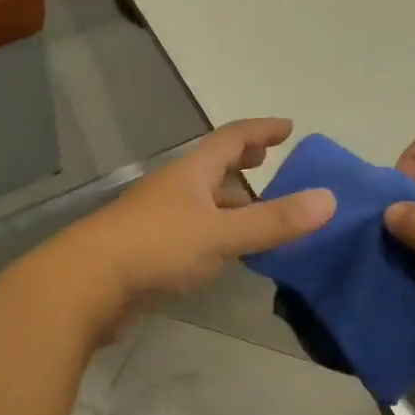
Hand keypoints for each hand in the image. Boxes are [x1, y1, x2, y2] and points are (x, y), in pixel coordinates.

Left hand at [63, 119, 334, 321]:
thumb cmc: (155, 248)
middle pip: (212, 166)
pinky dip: (215, 231)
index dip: (261, 130)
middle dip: (241, 161)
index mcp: (191, 173)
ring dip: (229, 199)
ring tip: (256, 209)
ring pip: (202, 201)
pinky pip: (192, 231)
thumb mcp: (222, 234)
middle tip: (267, 161)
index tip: (288, 128)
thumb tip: (330, 199)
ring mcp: (157, 219)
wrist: (84, 286)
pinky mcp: (148, 251)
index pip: (231, 138)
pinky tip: (225, 252)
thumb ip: (274, 221)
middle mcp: (174, 189)